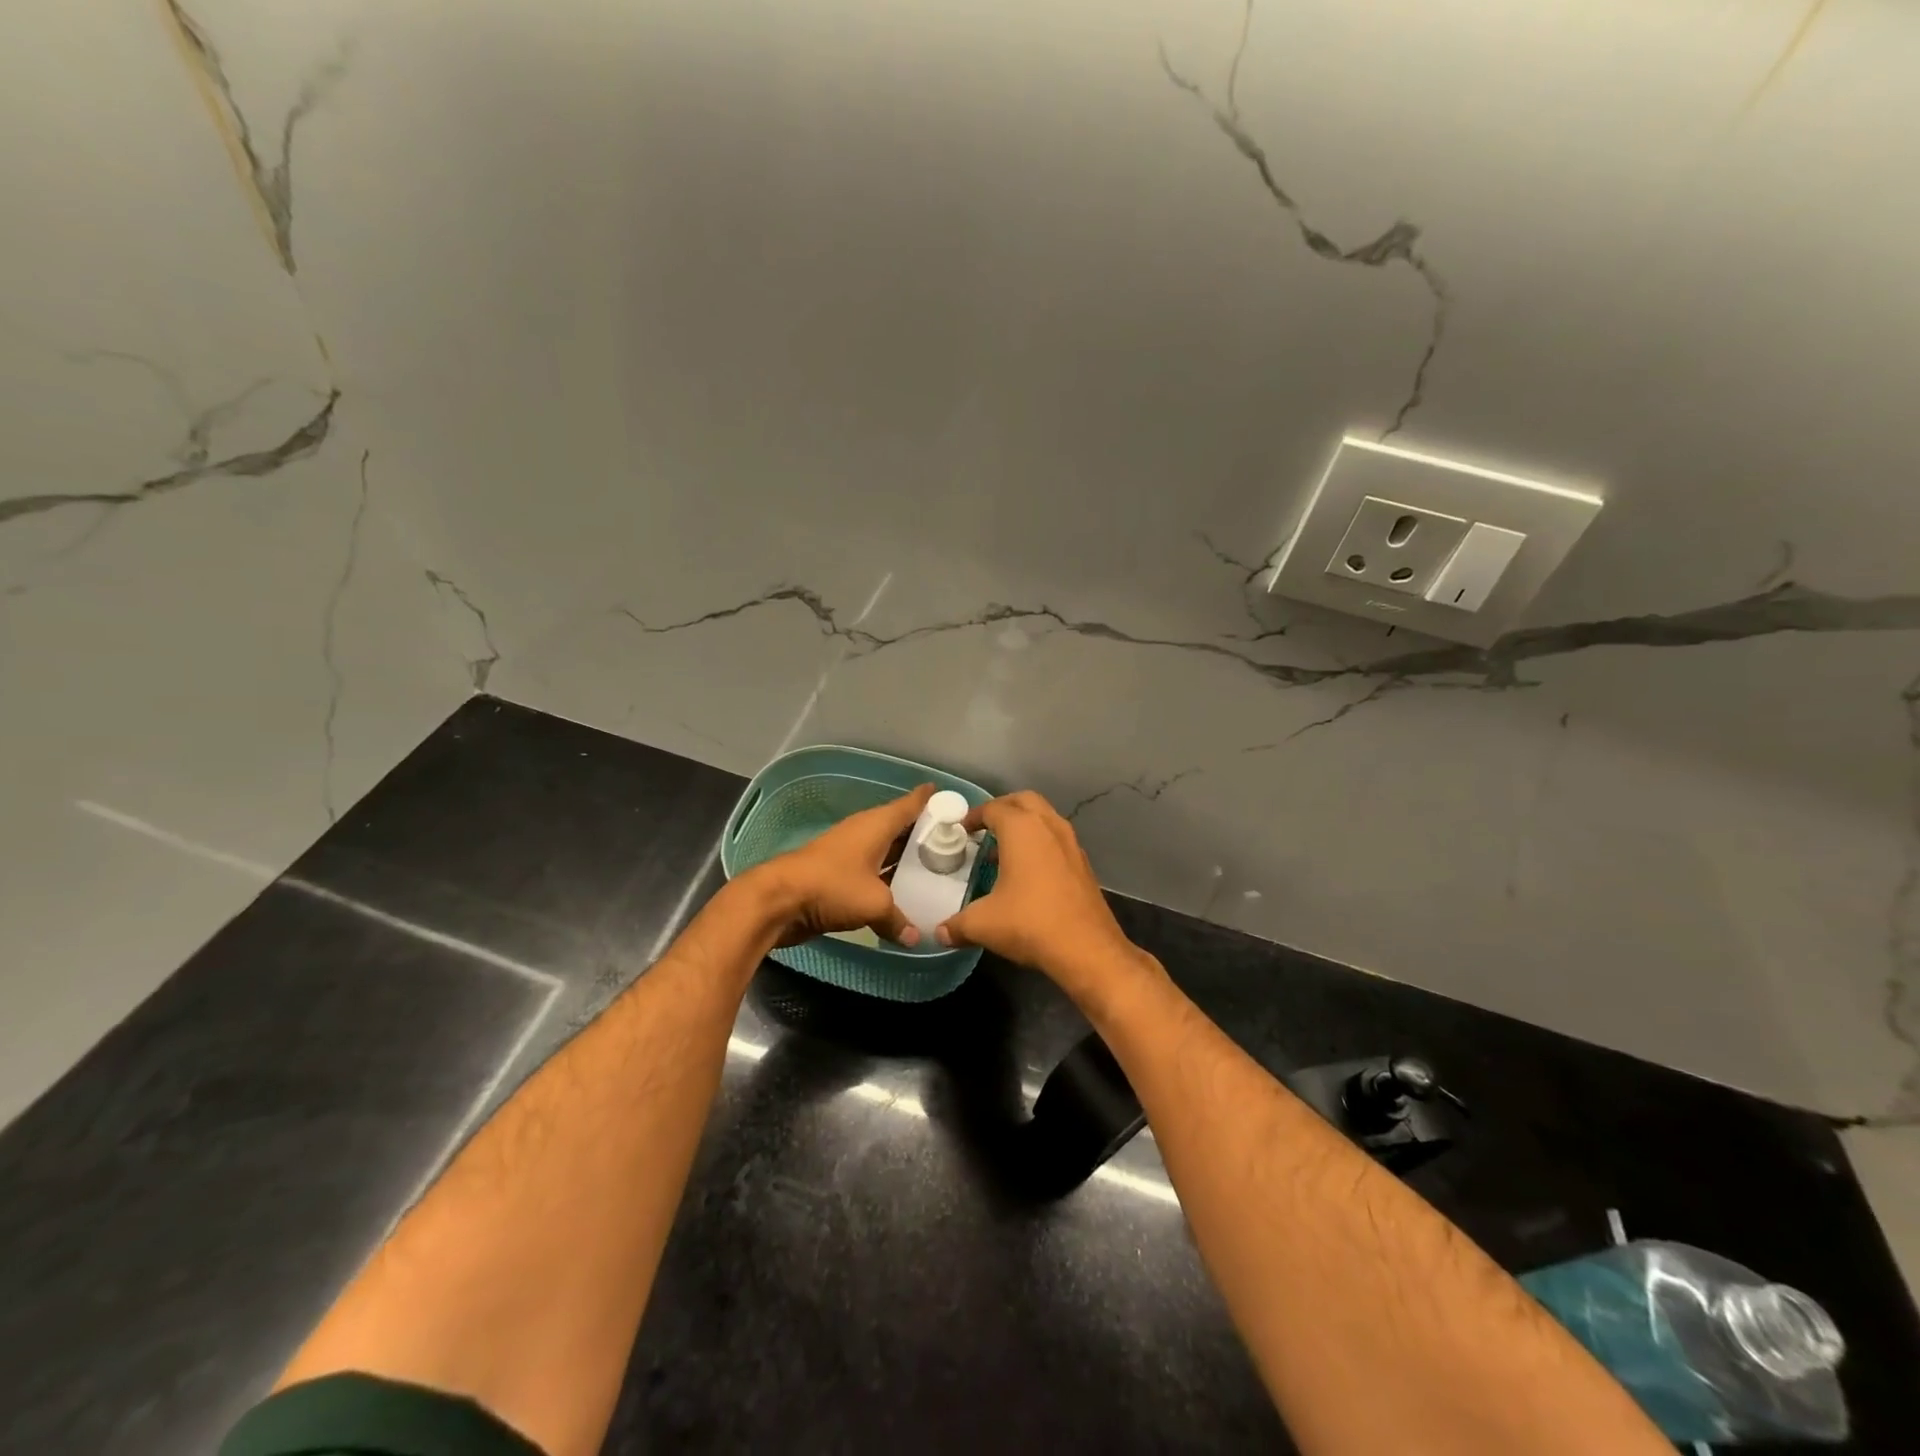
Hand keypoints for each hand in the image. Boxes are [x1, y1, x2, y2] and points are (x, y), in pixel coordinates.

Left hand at [750, 784, 933, 947]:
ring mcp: (849, 853)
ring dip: (905, 858)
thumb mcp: (874, 904)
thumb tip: (916, 937)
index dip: (929, 800)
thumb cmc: (832, 886)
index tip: (950, 797)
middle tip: (954, 842)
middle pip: (900, 828)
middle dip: (923, 834)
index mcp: (876, 825)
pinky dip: (887, 878)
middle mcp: (864, 833)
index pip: (909, 805)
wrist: (779, 900)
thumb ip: (898, 919)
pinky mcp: (837, 875)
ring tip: (934, 867)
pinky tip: (902, 892)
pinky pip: (872, 872)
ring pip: (886, 851)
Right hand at [935, 791, 1149, 996]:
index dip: (973, 816)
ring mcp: (1071, 843)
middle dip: (1002, 809)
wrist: (1088, 949)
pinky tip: (1028, 873)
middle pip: (1024, 801)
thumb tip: (939, 932)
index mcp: (1022, 828)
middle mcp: (1049, 826)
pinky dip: (1040, 843)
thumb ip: (956, 925)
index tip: (960, 830)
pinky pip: (1057, 839)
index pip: (993, 808)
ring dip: (1024, 826)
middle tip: (984, 828)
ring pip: (1044, 818)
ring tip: (1002, 852)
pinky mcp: (1083, 864)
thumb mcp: (982, 924)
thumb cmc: (1030, 923)